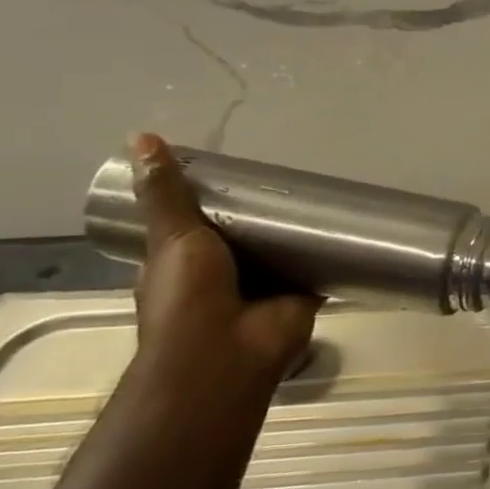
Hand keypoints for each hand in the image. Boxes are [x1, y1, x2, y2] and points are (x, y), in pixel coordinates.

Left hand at [128, 133, 319, 395]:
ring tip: (319, 194)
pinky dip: (329, 252)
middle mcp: (225, 276)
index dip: (209, 200)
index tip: (231, 172)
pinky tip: (348, 227)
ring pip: (283, 251)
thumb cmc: (188, 297)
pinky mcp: (303, 293)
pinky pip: (319, 267)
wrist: (230, 351)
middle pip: (244, 236)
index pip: (196, 226)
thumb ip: (167, 194)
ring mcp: (265, 287)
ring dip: (297, 232)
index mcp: (183, 266)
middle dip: (260, 214)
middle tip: (284, 178)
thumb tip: (141, 138)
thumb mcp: (172, 237)